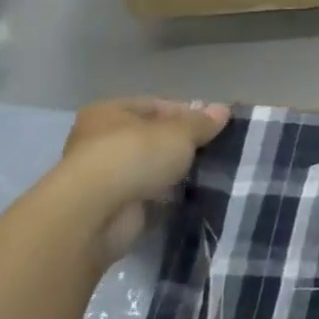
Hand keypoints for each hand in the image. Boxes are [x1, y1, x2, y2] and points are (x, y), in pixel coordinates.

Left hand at [59, 98, 229, 261]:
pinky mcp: (110, 205)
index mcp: (110, 112)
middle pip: (152, 137)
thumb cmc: (134, 156)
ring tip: (208, 174)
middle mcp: (100, 140)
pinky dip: (165, 196)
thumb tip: (223, 110)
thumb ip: (201, 122)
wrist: (95, 212)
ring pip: (150, 167)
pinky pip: (146, 194)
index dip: (188, 113)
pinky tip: (190, 196)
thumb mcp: (179, 133)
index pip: (157, 105)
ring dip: (173, 172)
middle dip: (182, 145)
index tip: (215, 127)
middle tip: (214, 151)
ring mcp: (103, 175)